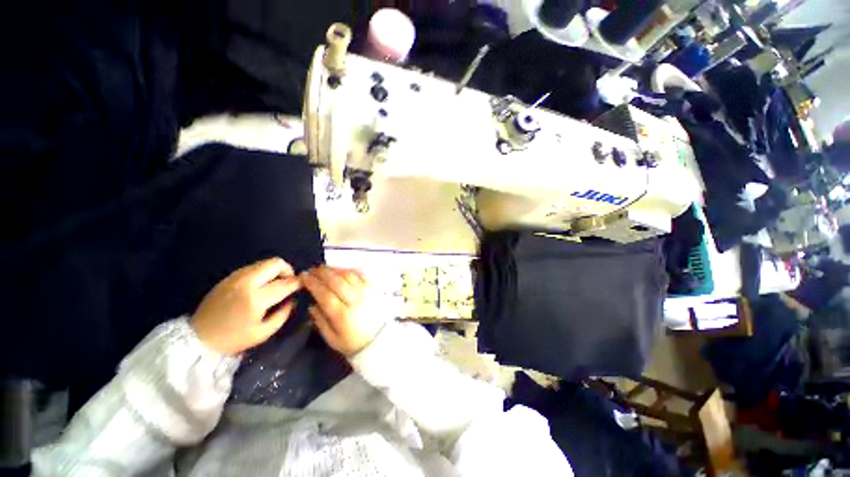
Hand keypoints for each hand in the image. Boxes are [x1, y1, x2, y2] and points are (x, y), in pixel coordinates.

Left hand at [191, 257, 300, 353]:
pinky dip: (263, 273)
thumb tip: (292, 300)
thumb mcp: (263, 333)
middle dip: (288, 270)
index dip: (298, 283)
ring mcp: (236, 278)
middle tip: (288, 283)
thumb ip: (283, 314)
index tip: (303, 285)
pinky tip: (260, 286)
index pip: (286, 283)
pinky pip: (253, 267)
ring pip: (264, 263)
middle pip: (275, 263)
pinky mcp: (229, 277)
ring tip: (275, 285)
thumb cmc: (233, 339)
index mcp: (256, 298)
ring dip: (275, 271)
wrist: (198, 338)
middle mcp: (246, 282)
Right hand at [301, 267, 387, 355]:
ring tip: (325, 268)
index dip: (313, 284)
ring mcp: (366, 293)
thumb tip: (311, 304)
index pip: (325, 295)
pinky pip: (361, 275)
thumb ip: (320, 321)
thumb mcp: (332, 339)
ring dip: (335, 269)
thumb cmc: (352, 342)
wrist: (378, 340)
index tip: (304, 277)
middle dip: (322, 273)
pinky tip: (341, 270)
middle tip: (312, 269)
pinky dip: (350, 270)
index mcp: (342, 315)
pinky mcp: (373, 289)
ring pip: (349, 275)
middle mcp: (355, 301)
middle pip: (337, 281)